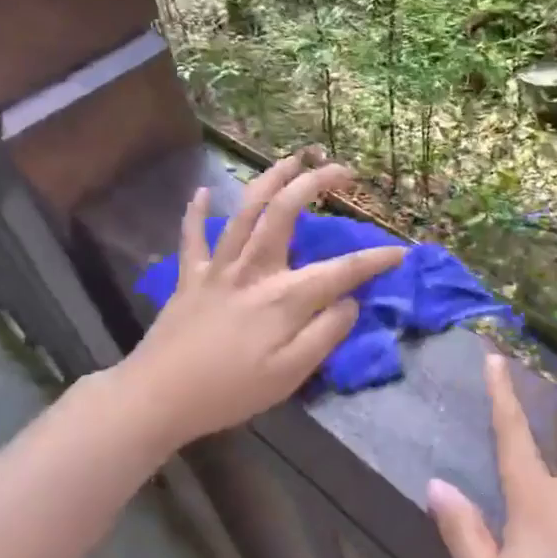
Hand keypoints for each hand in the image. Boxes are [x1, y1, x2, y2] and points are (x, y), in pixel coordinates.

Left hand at [114, 153, 406, 451]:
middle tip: (342, 171)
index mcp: (284, 296)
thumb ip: (325, 334)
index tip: (399, 253)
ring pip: (246, 210)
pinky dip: (196, 212)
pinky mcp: (190, 276)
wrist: (157, 398)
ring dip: (271, 178)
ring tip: (293, 159)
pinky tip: (201, 191)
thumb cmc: (231, 391)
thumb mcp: (290, 374)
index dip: (374, 261)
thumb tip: (349, 301)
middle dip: (317, 183)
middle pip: (287, 211)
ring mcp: (218, 268)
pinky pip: (192, 236)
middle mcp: (254, 269)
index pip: (341, 271)